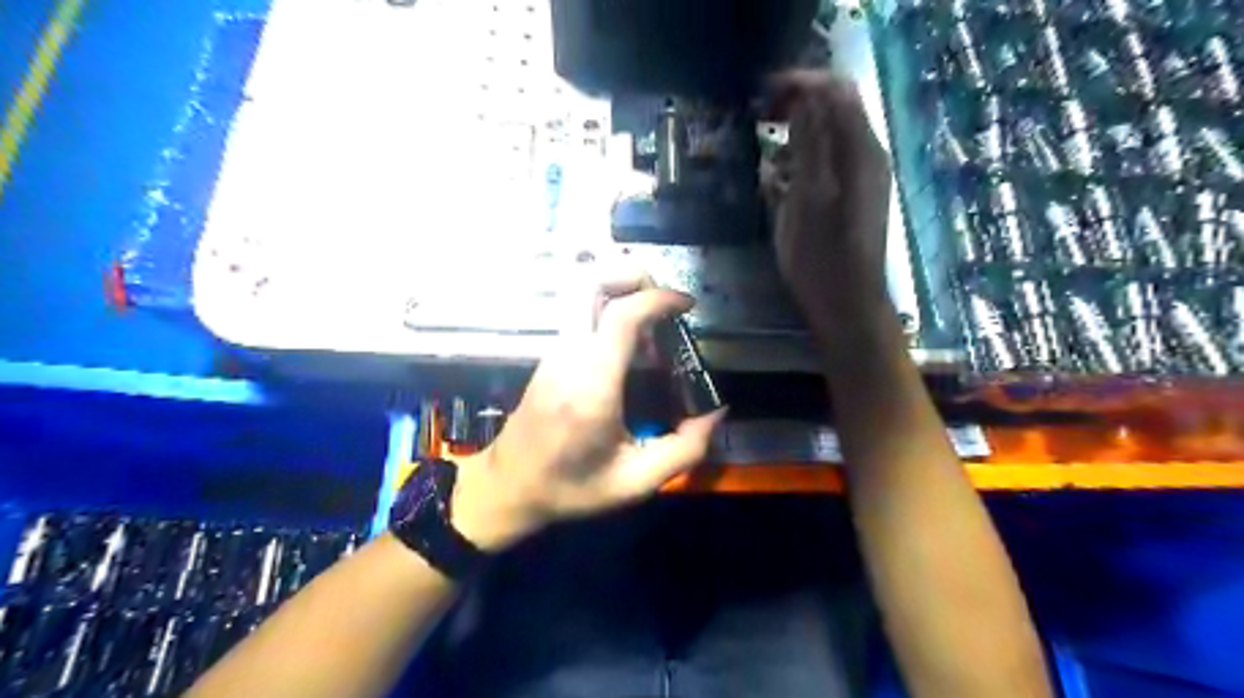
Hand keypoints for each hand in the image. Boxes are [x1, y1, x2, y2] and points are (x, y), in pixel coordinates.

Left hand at [451, 273, 726, 550]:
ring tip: (653, 322)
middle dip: (631, 275)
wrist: (508, 488)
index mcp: (592, 385)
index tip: (686, 305)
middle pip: (590, 283)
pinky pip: (579, 314)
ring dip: (621, 291)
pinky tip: (631, 345)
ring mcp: (554, 352)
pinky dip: (608, 310)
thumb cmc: (571, 488)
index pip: (621, 316)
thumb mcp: (636, 483)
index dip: (658, 299)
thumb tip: (716, 412)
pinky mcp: (549, 356)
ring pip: (581, 294)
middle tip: (664, 299)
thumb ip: (684, 450)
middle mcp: (569, 356)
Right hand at [765, 68, 887, 318]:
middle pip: (834, 110)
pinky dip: (802, 164)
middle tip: (760, 118)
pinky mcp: (853, 199)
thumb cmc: (821, 256)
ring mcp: (862, 179)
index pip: (834, 90)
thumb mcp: (808, 196)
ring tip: (766, 159)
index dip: (799, 83)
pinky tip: (780, 185)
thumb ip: (809, 143)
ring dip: (796, 138)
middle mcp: (866, 156)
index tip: (761, 94)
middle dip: (797, 106)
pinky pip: (827, 165)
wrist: (847, 305)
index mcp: (859, 150)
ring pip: (828, 138)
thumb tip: (804, 96)